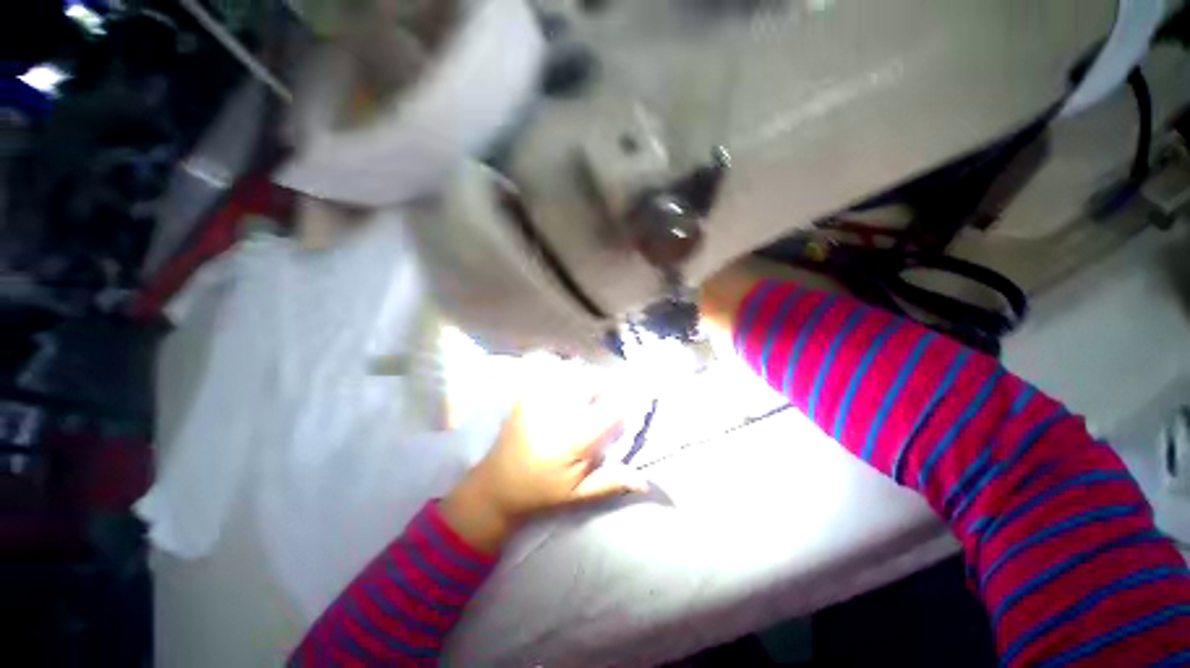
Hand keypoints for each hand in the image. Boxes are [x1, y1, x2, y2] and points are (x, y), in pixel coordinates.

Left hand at [441, 362, 647, 552]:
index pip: (611, 408)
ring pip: (571, 370)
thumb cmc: (542, 491)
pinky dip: (561, 369)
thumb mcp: (579, 494)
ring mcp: (538, 399)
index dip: (628, 400)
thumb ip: (612, 481)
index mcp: (574, 438)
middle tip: (605, 401)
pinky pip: (547, 368)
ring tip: (585, 393)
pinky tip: (565, 383)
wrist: (497, 486)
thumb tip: (646, 482)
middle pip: (592, 380)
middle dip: (605, 386)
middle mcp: (557, 411)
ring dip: (585, 377)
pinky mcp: (525, 394)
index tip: (637, 399)